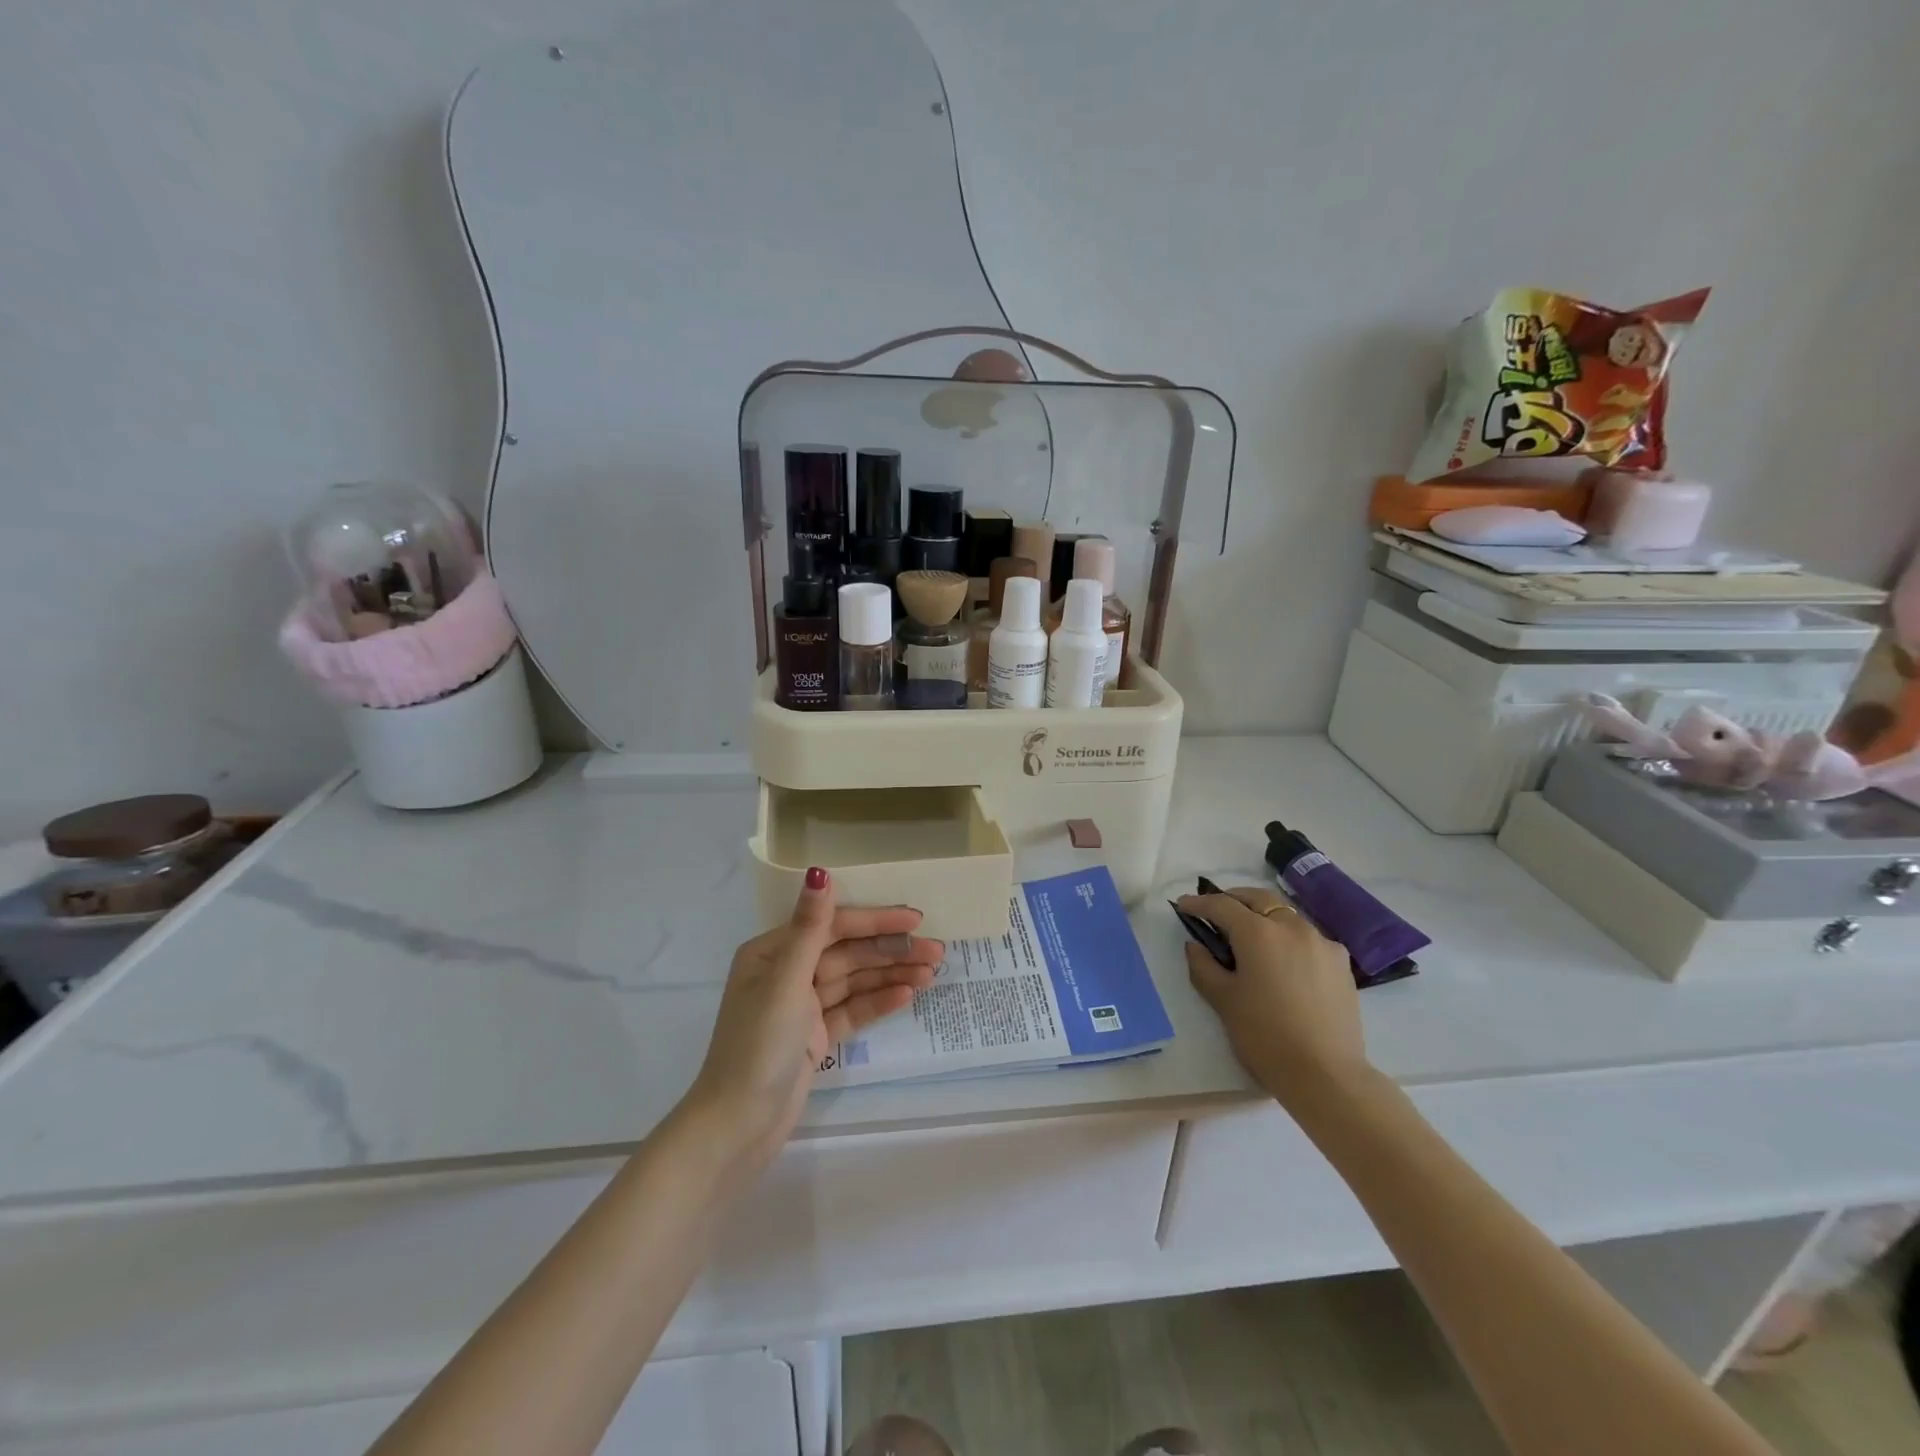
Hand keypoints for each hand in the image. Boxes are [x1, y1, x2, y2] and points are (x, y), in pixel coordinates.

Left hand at [683, 867, 942, 1173]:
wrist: (738, 1126)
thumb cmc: (757, 1046)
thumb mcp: (786, 982)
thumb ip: (810, 928)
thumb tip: (818, 872)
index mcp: (773, 952)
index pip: (833, 926)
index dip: (875, 921)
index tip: (915, 919)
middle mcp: (788, 972)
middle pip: (849, 953)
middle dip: (892, 950)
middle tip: (937, 951)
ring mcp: (803, 1006)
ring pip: (855, 981)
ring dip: (892, 976)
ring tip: (933, 974)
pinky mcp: (815, 1036)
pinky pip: (853, 1010)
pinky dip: (879, 1002)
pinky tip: (909, 995)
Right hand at [1176, 886, 1371, 1112]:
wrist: (1327, 1075)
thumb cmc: (1265, 1036)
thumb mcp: (1223, 1000)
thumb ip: (1203, 966)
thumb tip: (1196, 945)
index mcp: (1258, 933)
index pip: (1221, 905)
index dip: (1199, 903)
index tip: (1183, 905)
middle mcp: (1292, 927)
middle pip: (1258, 899)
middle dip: (1233, 899)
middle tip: (1216, 911)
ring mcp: (1321, 943)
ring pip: (1286, 916)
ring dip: (1263, 917)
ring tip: (1250, 936)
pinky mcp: (1341, 963)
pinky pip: (1308, 938)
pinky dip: (1289, 938)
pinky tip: (1284, 960)